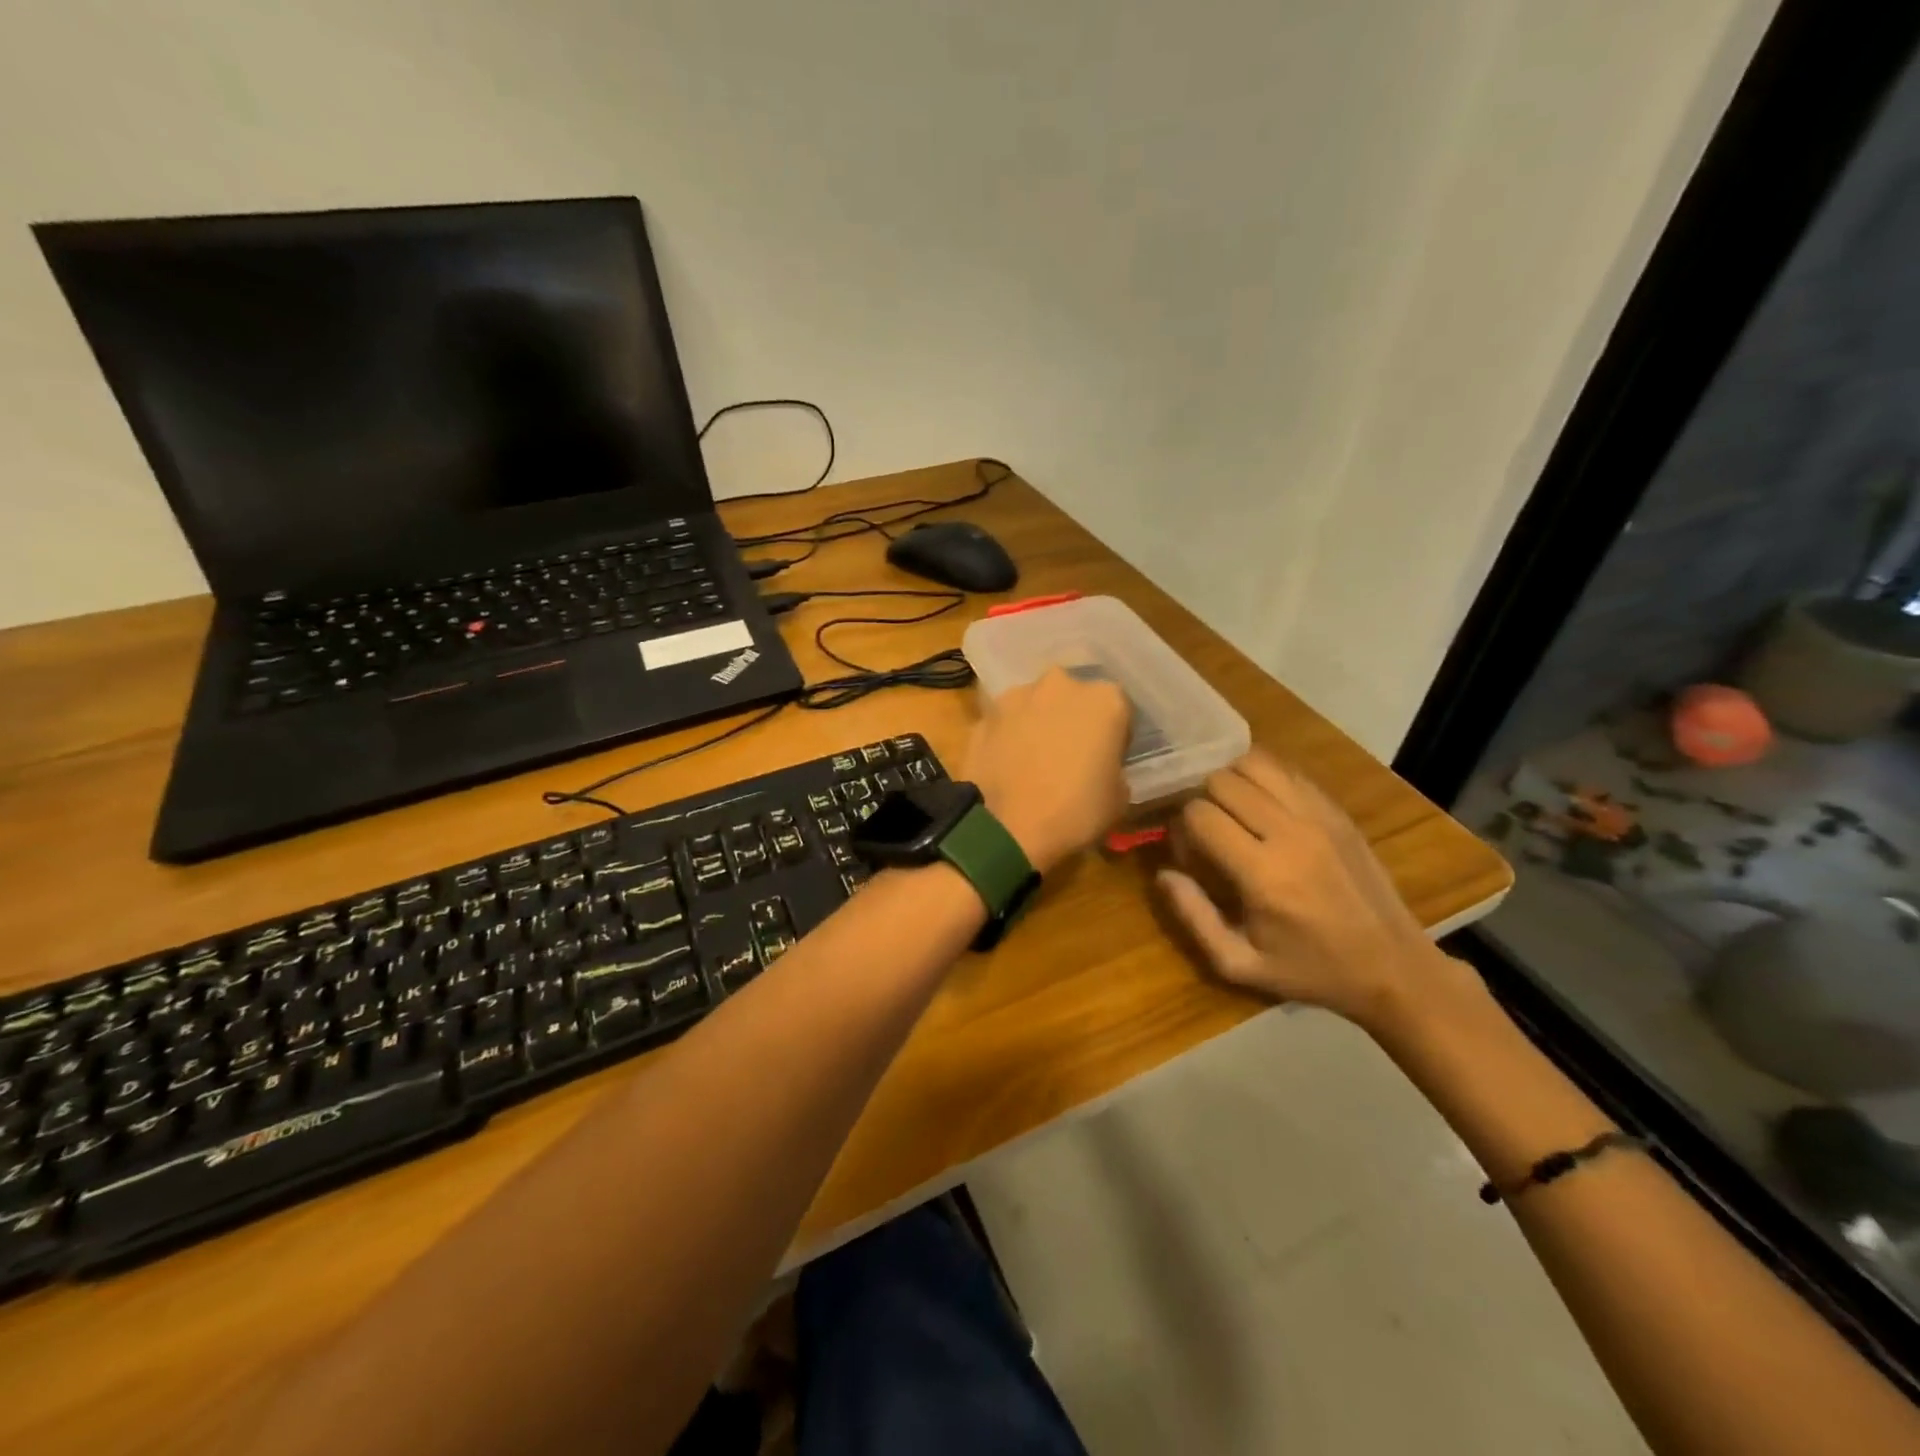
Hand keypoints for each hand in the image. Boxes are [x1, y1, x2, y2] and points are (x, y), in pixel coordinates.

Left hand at [963, 667, 1130, 874]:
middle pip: (1073, 698)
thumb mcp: (1119, 797)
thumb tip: (1101, 767)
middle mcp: (1060, 685)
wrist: (1006, 829)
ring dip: (1037, 724)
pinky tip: (1007, 767)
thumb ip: (1114, 768)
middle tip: (1069, 756)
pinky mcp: (984, 715)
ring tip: (1033, 762)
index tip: (1107, 759)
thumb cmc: (1075, 812)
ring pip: (1035, 706)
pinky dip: (1008, 738)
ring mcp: (1016, 696)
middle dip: (1073, 720)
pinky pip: (1005, 724)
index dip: (1114, 736)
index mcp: (1105, 699)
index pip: (1119, 710)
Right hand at [1157, 749, 1476, 1035]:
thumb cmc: (1310, 971)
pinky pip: (1287, 770)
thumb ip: (1194, 917)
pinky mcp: (1337, 810)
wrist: (1393, 967)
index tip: (1188, 852)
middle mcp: (1290, 834)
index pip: (1200, 814)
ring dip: (1231, 780)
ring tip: (1230, 809)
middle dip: (1201, 799)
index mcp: (1263, 875)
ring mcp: (1319, 816)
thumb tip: (1163, 873)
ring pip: (1254, 763)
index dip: (1181, 828)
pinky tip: (1260, 803)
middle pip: (1222, 781)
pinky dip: (1263, 777)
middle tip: (1207, 828)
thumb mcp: (1240, 965)